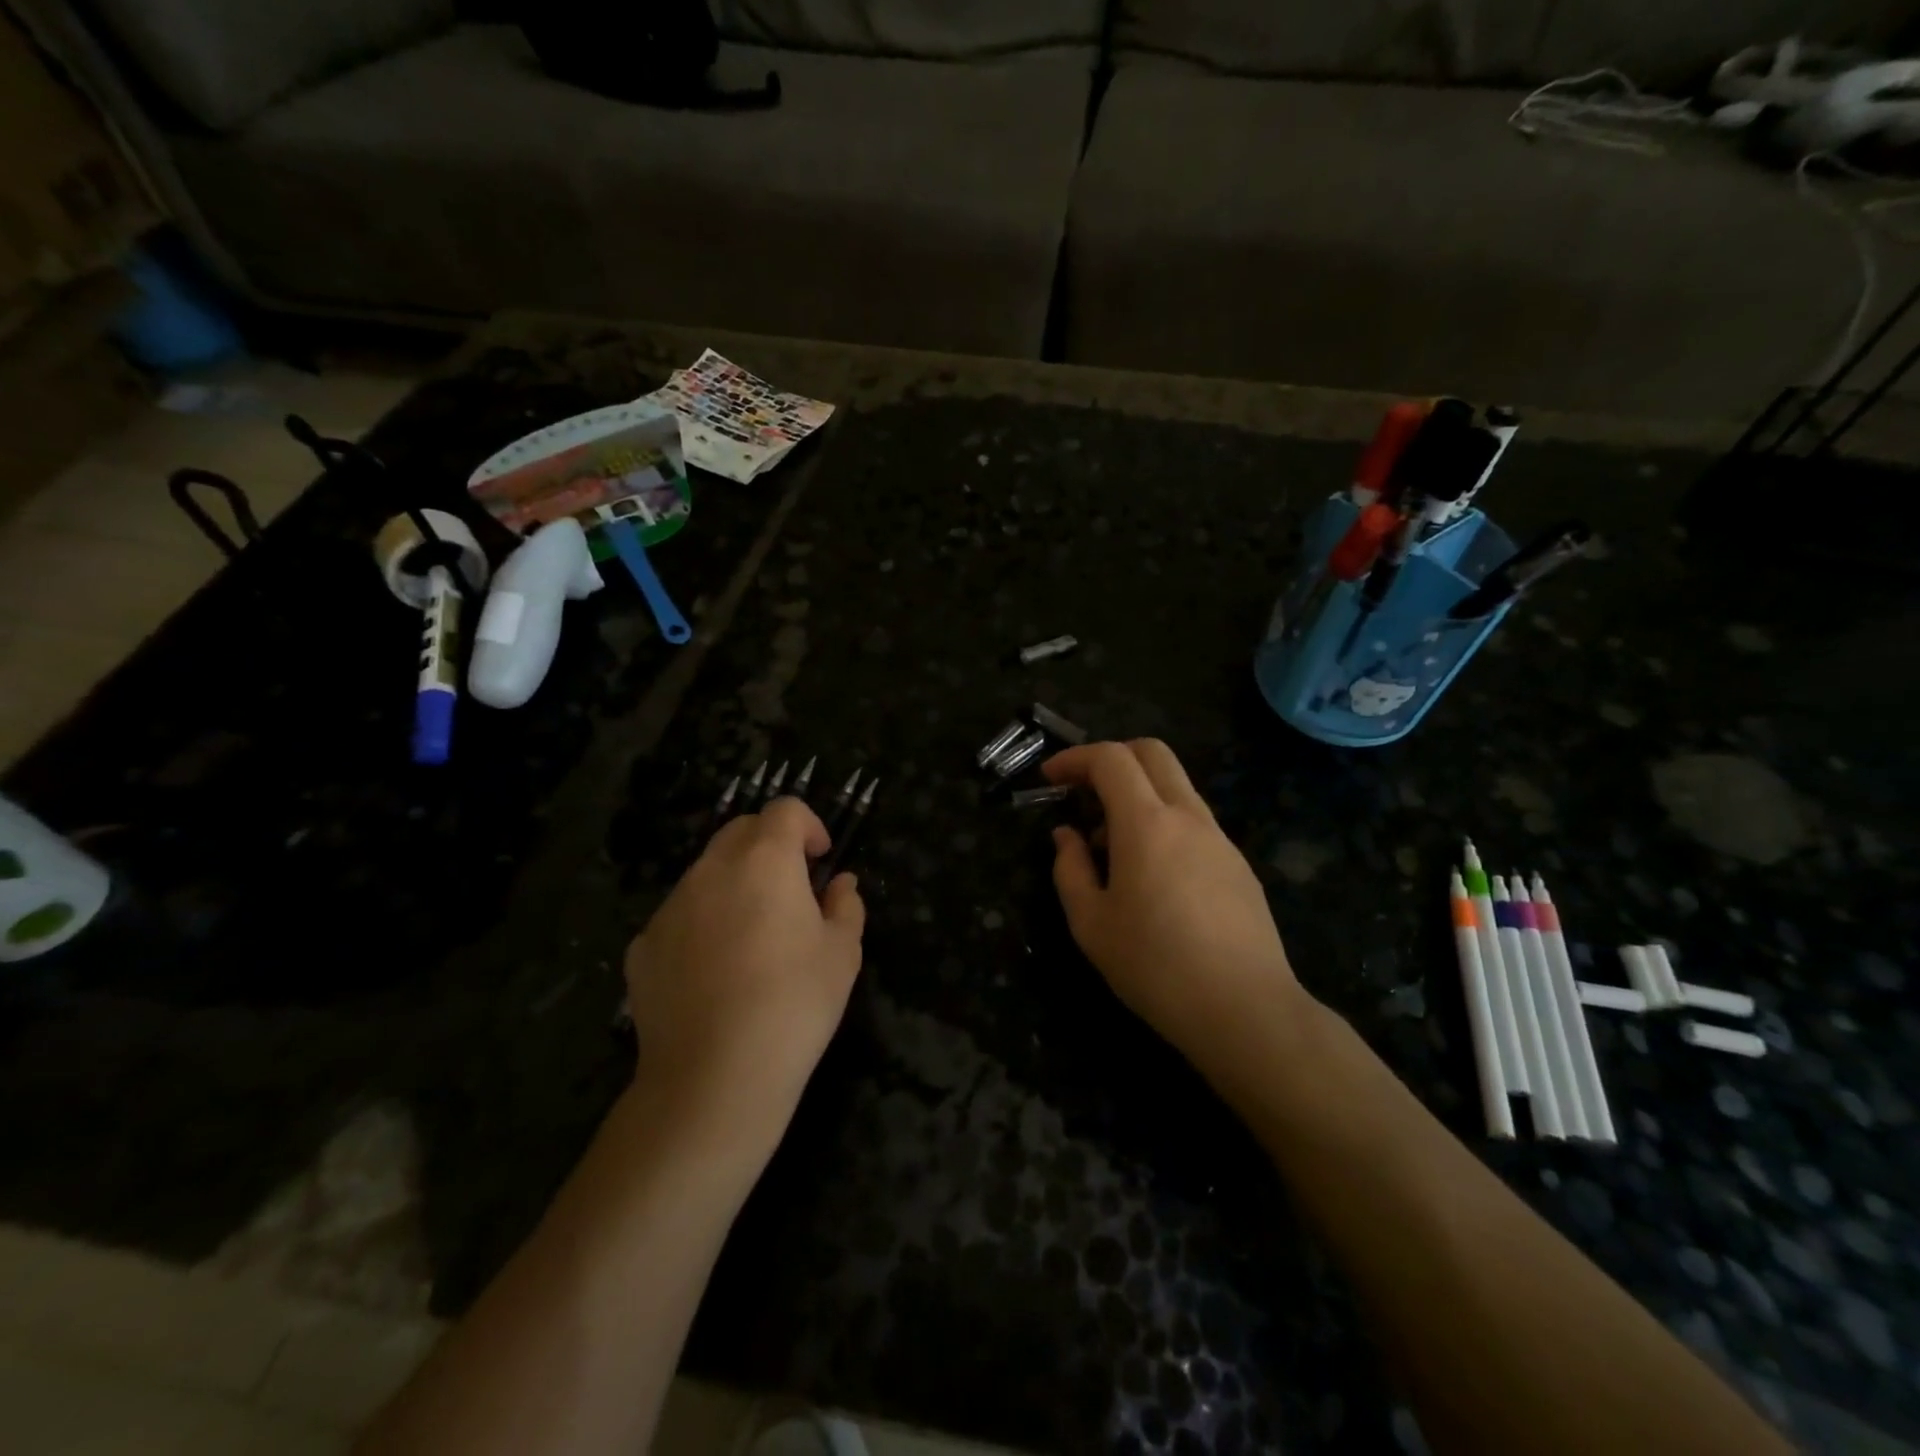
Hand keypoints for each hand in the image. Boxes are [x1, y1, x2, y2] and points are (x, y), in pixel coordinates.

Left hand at [623, 798, 864, 1142]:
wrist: (714, 1078)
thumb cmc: (794, 1005)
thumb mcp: (843, 954)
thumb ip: (846, 906)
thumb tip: (840, 884)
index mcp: (765, 861)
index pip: (784, 809)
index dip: (808, 824)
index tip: (820, 859)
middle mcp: (711, 870)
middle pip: (741, 830)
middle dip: (770, 844)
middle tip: (792, 887)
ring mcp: (670, 907)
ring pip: (707, 872)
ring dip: (735, 883)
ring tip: (753, 935)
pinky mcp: (643, 945)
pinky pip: (679, 915)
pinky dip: (702, 923)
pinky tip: (714, 972)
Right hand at [1045, 740, 1308, 1070]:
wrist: (1245, 1010)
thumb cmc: (1155, 966)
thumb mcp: (1091, 924)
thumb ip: (1070, 869)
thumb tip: (1067, 836)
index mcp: (1147, 823)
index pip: (1110, 759)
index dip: (1074, 758)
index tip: (1049, 778)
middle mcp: (1187, 816)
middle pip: (1152, 752)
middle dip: (1111, 757)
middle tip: (1082, 791)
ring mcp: (1219, 838)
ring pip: (1176, 786)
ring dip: (1137, 793)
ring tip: (1110, 845)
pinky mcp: (1238, 864)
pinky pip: (1193, 820)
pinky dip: (1162, 821)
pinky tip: (1150, 873)